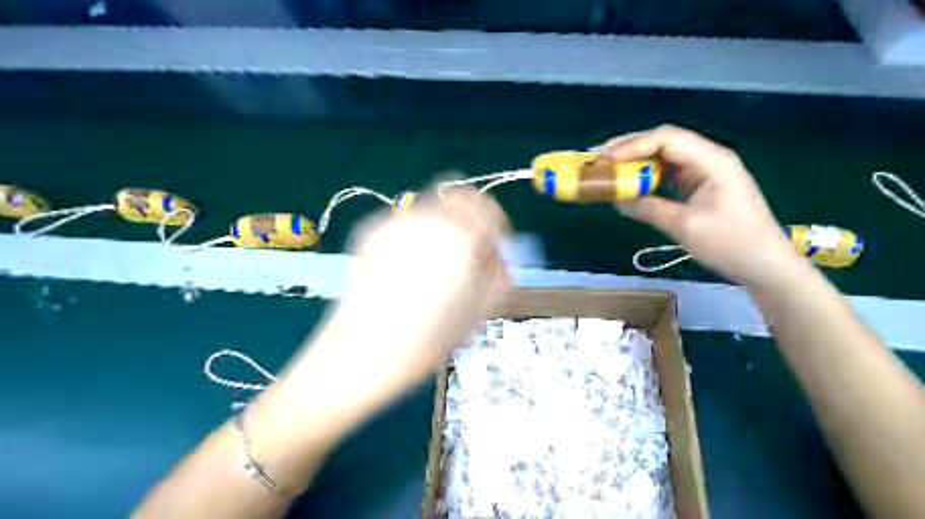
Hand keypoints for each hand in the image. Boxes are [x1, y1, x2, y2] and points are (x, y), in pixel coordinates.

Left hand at [311, 187, 512, 397]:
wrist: (360, 352)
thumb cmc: (425, 342)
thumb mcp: (476, 312)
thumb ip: (494, 274)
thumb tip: (498, 253)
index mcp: (461, 241)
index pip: (490, 210)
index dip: (497, 226)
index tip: (493, 245)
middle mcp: (430, 220)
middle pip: (460, 198)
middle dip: (470, 219)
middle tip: (466, 248)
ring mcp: (396, 222)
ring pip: (431, 206)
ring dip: (442, 224)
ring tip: (434, 260)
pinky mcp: (371, 229)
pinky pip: (405, 220)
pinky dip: (415, 233)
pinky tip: (406, 264)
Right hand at [604, 125, 806, 287]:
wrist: (764, 264)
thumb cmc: (730, 243)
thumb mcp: (684, 226)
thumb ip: (648, 208)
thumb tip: (616, 198)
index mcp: (711, 161)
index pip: (666, 139)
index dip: (632, 146)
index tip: (604, 159)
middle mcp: (707, 159)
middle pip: (663, 142)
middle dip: (629, 148)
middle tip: (598, 159)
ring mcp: (703, 172)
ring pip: (663, 157)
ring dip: (635, 161)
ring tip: (607, 168)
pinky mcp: (699, 187)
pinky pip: (667, 174)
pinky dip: (646, 176)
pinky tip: (630, 183)